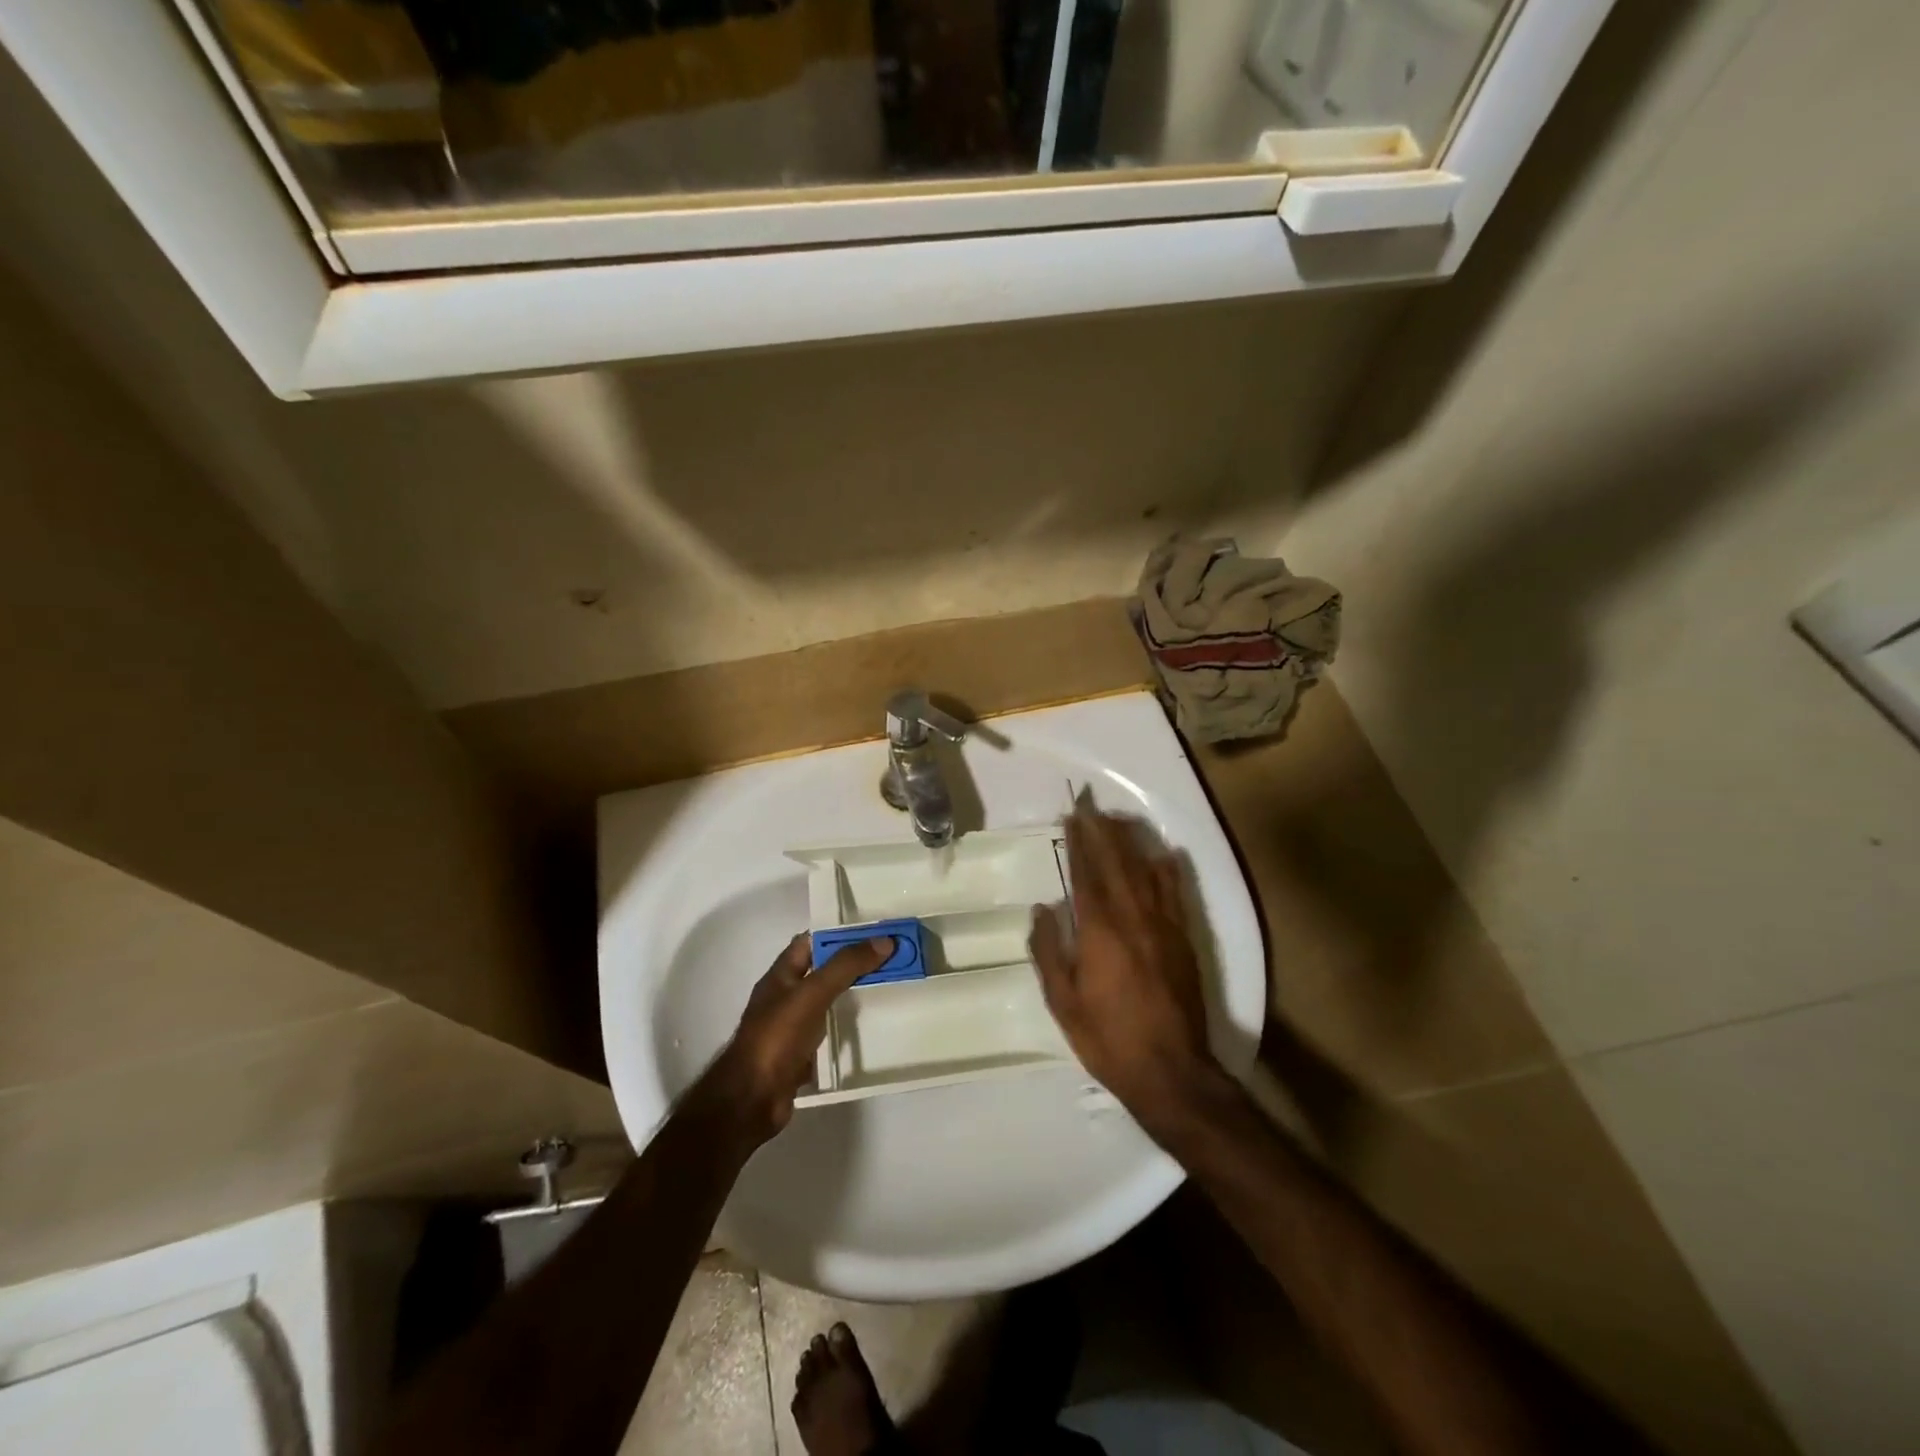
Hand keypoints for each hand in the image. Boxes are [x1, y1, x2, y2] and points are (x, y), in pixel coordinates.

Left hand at [692, 932, 893, 1148]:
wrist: (752, 1099)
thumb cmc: (777, 1037)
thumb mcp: (812, 993)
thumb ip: (845, 966)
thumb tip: (884, 940)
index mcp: (781, 976)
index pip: (810, 942)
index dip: (838, 935)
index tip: (873, 933)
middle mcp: (785, 997)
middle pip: (822, 972)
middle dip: (852, 965)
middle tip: (889, 961)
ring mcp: (791, 1028)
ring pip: (826, 1003)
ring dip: (851, 996)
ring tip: (887, 990)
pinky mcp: (799, 1055)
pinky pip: (827, 1034)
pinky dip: (845, 1029)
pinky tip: (869, 1030)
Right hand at [1030, 803, 1215, 1133]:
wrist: (1171, 1071)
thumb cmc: (1107, 1038)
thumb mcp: (1062, 1000)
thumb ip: (1049, 950)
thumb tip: (1043, 908)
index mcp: (1099, 930)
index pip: (1085, 873)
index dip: (1077, 843)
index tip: (1071, 817)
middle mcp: (1133, 917)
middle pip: (1116, 862)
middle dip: (1102, 831)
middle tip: (1090, 807)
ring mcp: (1163, 926)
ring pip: (1146, 870)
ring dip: (1130, 842)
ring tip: (1117, 821)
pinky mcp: (1184, 940)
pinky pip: (1175, 893)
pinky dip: (1167, 869)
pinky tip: (1162, 855)